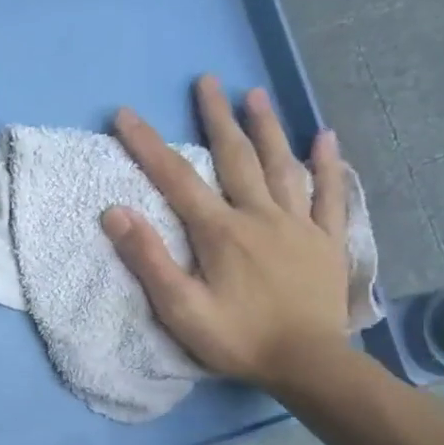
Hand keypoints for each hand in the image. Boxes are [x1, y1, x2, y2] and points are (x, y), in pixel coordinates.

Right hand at [102, 77, 352, 391]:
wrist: (308, 363)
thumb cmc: (237, 339)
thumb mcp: (180, 308)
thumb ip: (148, 259)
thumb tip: (115, 212)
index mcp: (220, 231)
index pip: (177, 179)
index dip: (148, 145)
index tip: (125, 114)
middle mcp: (260, 215)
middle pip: (235, 157)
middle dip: (216, 117)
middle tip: (207, 81)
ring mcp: (299, 225)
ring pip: (281, 166)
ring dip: (267, 128)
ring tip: (256, 94)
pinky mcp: (326, 241)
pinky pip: (329, 195)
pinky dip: (326, 165)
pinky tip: (325, 138)